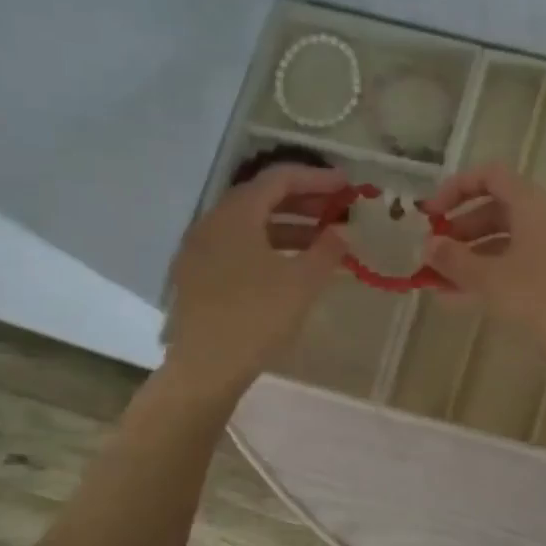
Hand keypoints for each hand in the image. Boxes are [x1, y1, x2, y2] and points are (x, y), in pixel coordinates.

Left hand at [164, 163, 348, 393]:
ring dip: (288, 227)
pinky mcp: (198, 277)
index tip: (347, 185)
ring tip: (323, 241)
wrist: (205, 368)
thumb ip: (326, 251)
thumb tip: (341, 232)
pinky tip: (291, 267)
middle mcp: (212, 223)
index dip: (316, 178)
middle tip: (337, 210)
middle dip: (303, 201)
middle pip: (261, 198)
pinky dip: (269, 247)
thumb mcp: (302, 283)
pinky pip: (238, 248)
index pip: (279, 179)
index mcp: (236, 214)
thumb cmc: (256, 317)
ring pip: (250, 226)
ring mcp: (201, 251)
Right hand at [421, 163, 545, 366]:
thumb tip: (428, 245)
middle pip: (499, 208)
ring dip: (474, 255)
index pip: (491, 176)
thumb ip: (453, 259)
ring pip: (510, 239)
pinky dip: (496, 271)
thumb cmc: (539, 302)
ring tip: (443, 282)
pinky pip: (524, 261)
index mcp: (535, 205)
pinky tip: (468, 297)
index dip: (456, 189)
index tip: (431, 217)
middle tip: (435, 255)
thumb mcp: (488, 280)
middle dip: (462, 230)